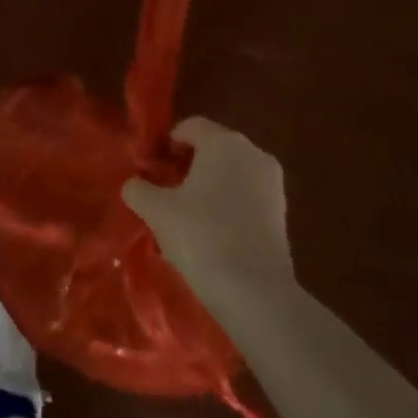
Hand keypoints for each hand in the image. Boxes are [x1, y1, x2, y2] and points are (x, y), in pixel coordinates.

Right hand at [122, 117, 296, 325]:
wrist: (254, 291)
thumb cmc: (200, 236)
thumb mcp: (156, 210)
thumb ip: (139, 189)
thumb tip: (135, 184)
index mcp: (223, 141)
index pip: (189, 127)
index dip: (166, 144)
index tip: (151, 169)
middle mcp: (253, 152)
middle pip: (212, 148)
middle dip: (188, 165)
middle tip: (165, 193)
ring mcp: (272, 182)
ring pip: (231, 173)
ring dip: (208, 186)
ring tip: (187, 217)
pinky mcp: (282, 211)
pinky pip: (246, 195)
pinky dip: (228, 204)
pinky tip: (212, 233)